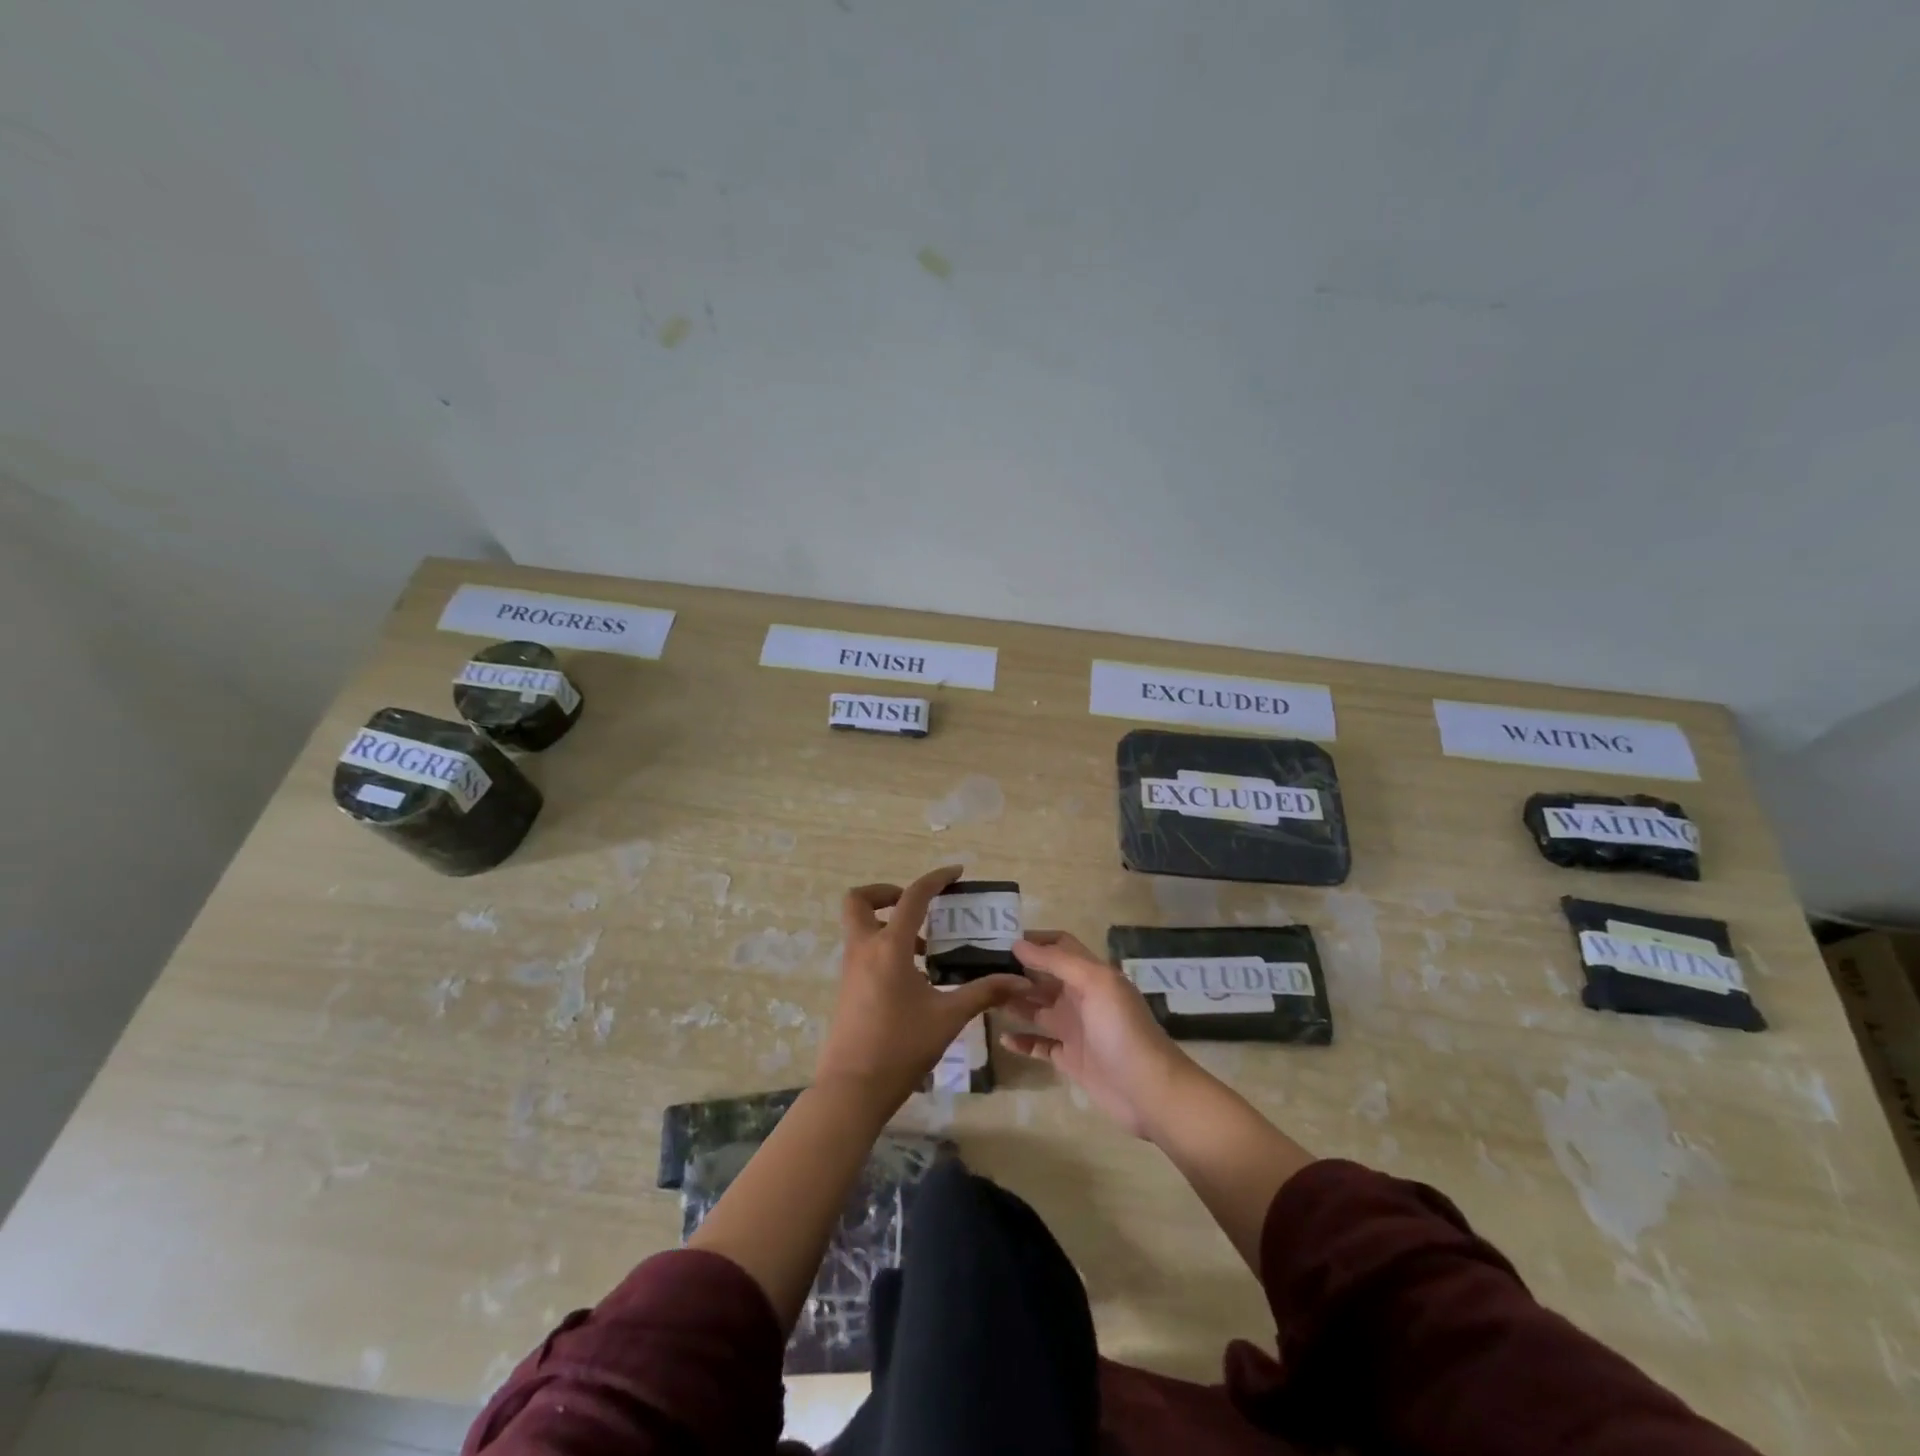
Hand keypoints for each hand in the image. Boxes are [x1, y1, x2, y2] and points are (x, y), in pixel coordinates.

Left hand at [815, 865, 1029, 1110]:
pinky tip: (914, 977)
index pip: (912, 897)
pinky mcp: (847, 988)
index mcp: (889, 947)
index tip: (956, 873)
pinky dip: (884, 948)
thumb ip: (984, 992)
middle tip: (919, 909)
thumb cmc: (901, 1047)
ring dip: (889, 924)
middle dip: (886, 893)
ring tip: (926, 948)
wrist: (852, 1089)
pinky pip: (863, 951)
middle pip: (859, 900)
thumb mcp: (948, 1017)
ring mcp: (850, 969)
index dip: (935, 879)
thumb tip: (1020, 980)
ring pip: (860, 926)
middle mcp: (864, 949)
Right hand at [1000, 931, 1192, 1137]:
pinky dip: (1021, 1041)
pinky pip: (1039, 1045)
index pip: (1060, 946)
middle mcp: (1080, 997)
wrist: (1149, 1090)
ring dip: (1014, 1003)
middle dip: (1017, 971)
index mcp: (1090, 974)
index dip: (1035, 940)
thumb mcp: (1095, 983)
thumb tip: (1019, 944)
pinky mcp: (1070, 1059)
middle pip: (1043, 977)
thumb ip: (1058, 961)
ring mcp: (1074, 1029)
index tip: (1001, 939)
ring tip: (983, 998)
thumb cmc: (1122, 1030)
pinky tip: (1002, 1037)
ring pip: (1037, 1009)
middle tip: (981, 970)